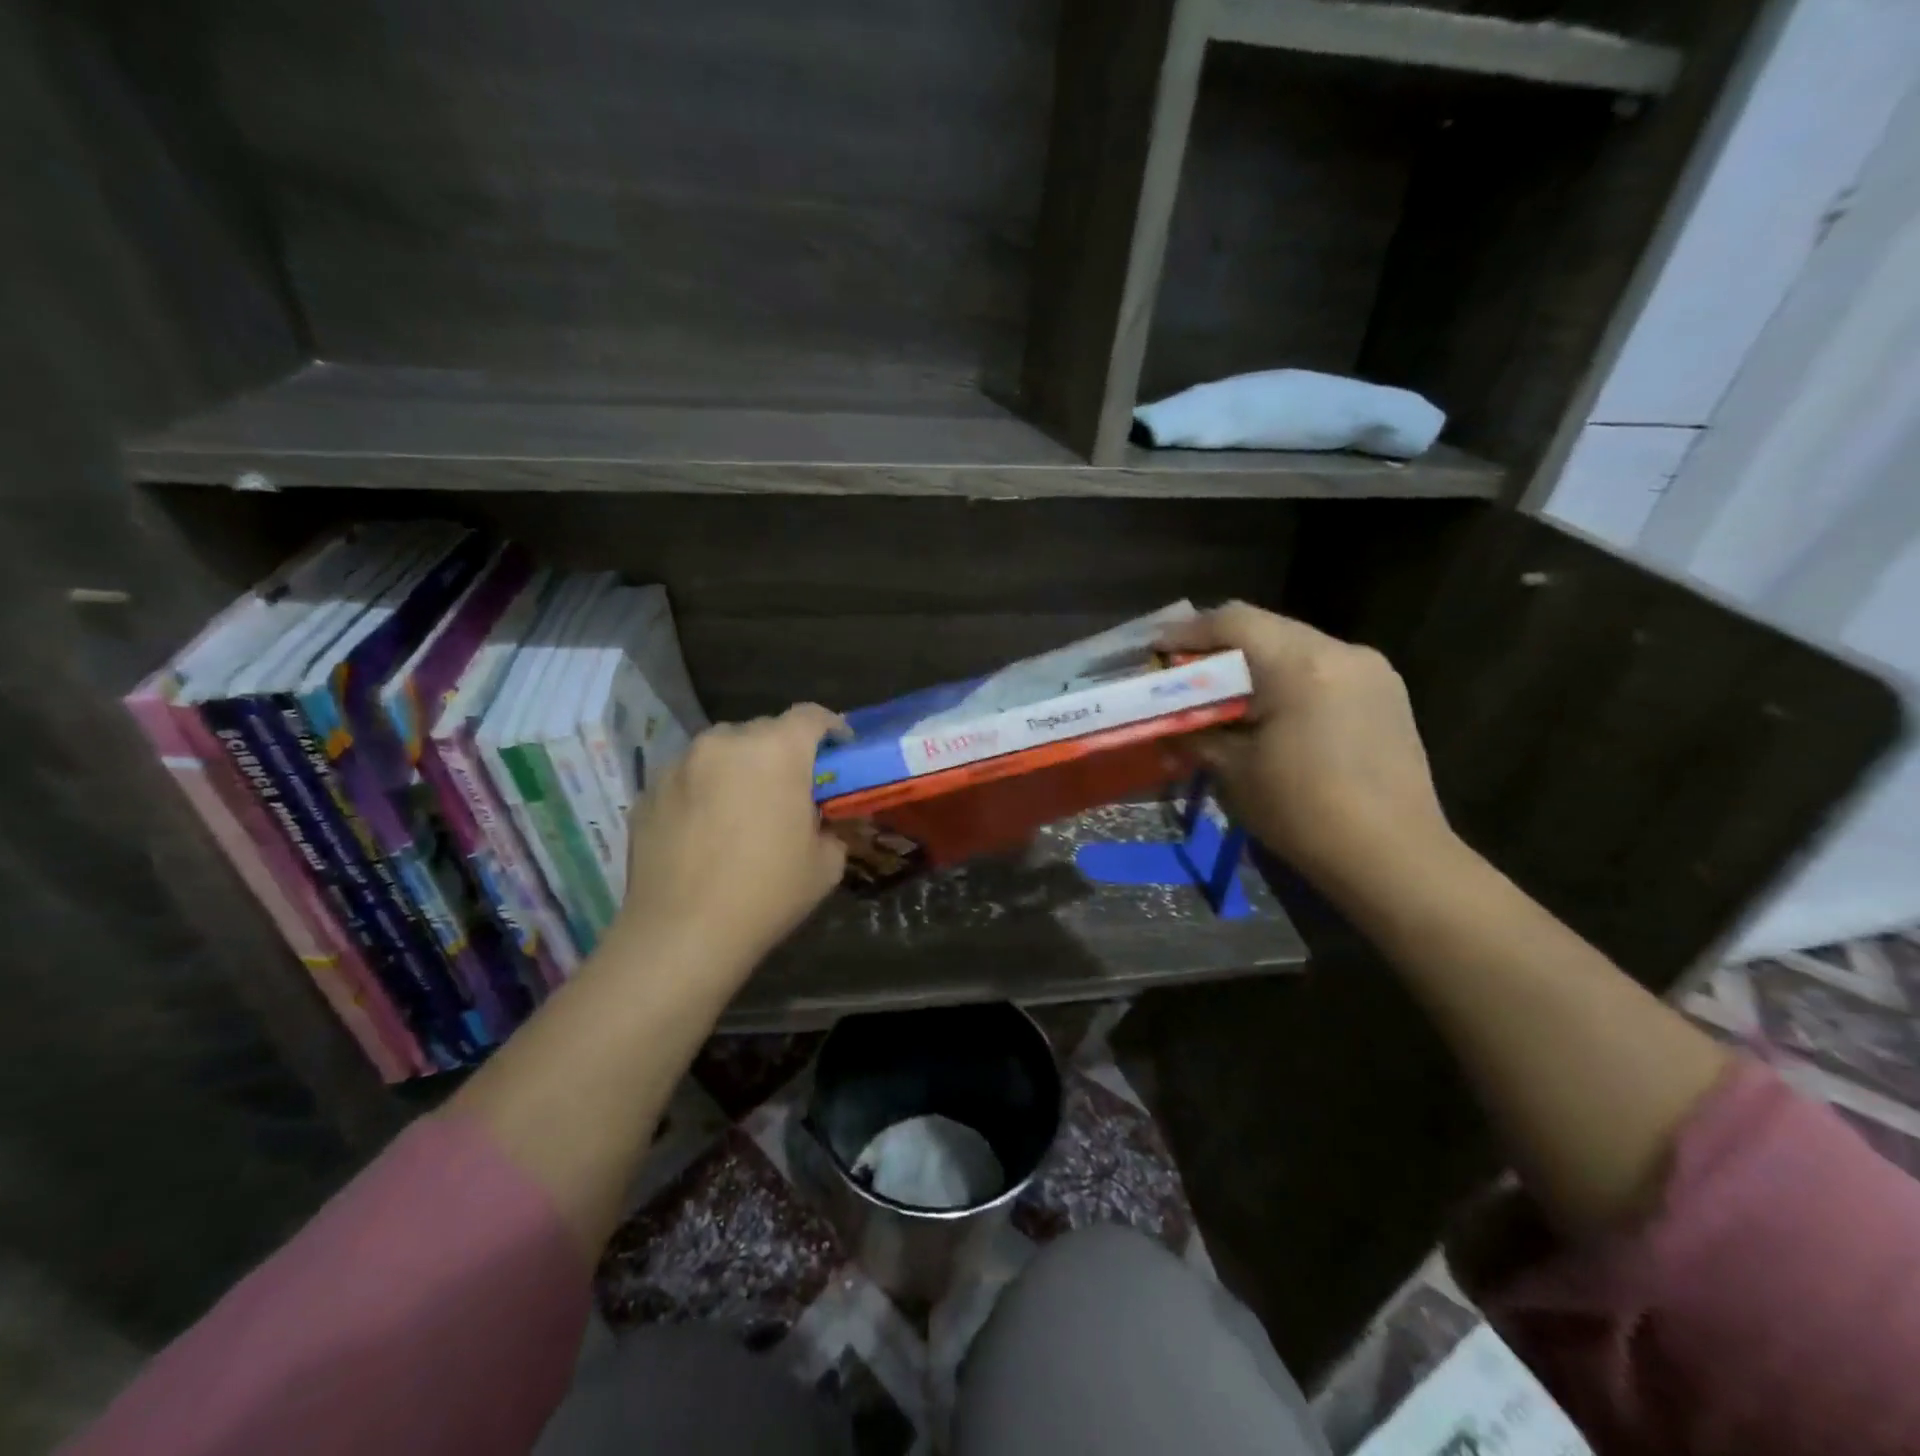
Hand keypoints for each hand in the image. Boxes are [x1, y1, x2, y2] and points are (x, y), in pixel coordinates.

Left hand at [609, 703, 848, 978]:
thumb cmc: (766, 894)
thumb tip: (818, 820)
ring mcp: (680, 764)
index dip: (831, 729)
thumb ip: (830, 826)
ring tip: (740, 808)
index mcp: (777, 751)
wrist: (681, 935)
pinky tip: (703, 831)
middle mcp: (725, 743)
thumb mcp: (825, 864)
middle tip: (789, 789)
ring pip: (721, 751)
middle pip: (763, 731)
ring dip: (738, 768)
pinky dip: (702, 791)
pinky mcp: (648, 790)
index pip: (811, 716)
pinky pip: (687, 777)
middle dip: (782, 753)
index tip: (839, 750)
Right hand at [1159, 603, 1452, 892]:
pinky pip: (1323, 669)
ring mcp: (1371, 670)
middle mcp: (1341, 651)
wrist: (1394, 858)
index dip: (1187, 631)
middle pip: (1267, 628)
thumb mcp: (1233, 771)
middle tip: (1183, 673)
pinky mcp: (1386, 694)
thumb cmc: (1303, 813)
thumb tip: (1167, 721)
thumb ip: (1195, 732)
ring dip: (1255, 663)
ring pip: (1296, 646)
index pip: (1233, 622)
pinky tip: (1270, 711)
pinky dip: (1287, 679)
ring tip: (1223, 694)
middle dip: (1220, 647)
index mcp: (1300, 665)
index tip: (1156, 651)